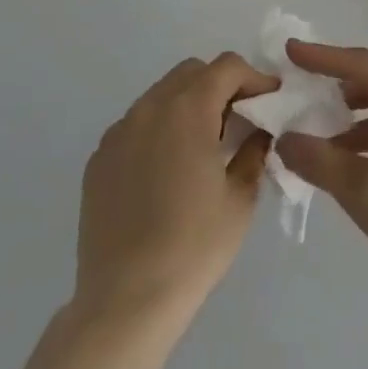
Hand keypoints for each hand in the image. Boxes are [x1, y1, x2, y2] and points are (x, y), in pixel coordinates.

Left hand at [73, 53, 277, 333]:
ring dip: (188, 105)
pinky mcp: (98, 160)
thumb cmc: (194, 247)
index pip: (227, 67)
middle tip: (238, 120)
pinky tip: (167, 171)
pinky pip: (136, 125)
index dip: (254, 77)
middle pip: (191, 73)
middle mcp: (149, 109)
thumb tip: (259, 132)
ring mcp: (118, 133)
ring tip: (203, 146)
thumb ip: (254, 152)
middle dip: (220, 85)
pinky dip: (159, 130)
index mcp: (188, 110)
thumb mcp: (240, 198)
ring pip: (160, 96)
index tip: (269, 101)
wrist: (125, 302)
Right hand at [274, 41, 367, 314]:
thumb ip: (318, 160)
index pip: (362, 64)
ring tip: (315, 134)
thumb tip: (285, 140)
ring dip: (349, 121)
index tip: (290, 51)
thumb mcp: (362, 188)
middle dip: (335, 87)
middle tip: (301, 90)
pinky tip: (343, 165)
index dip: (323, 56)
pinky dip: (365, 144)